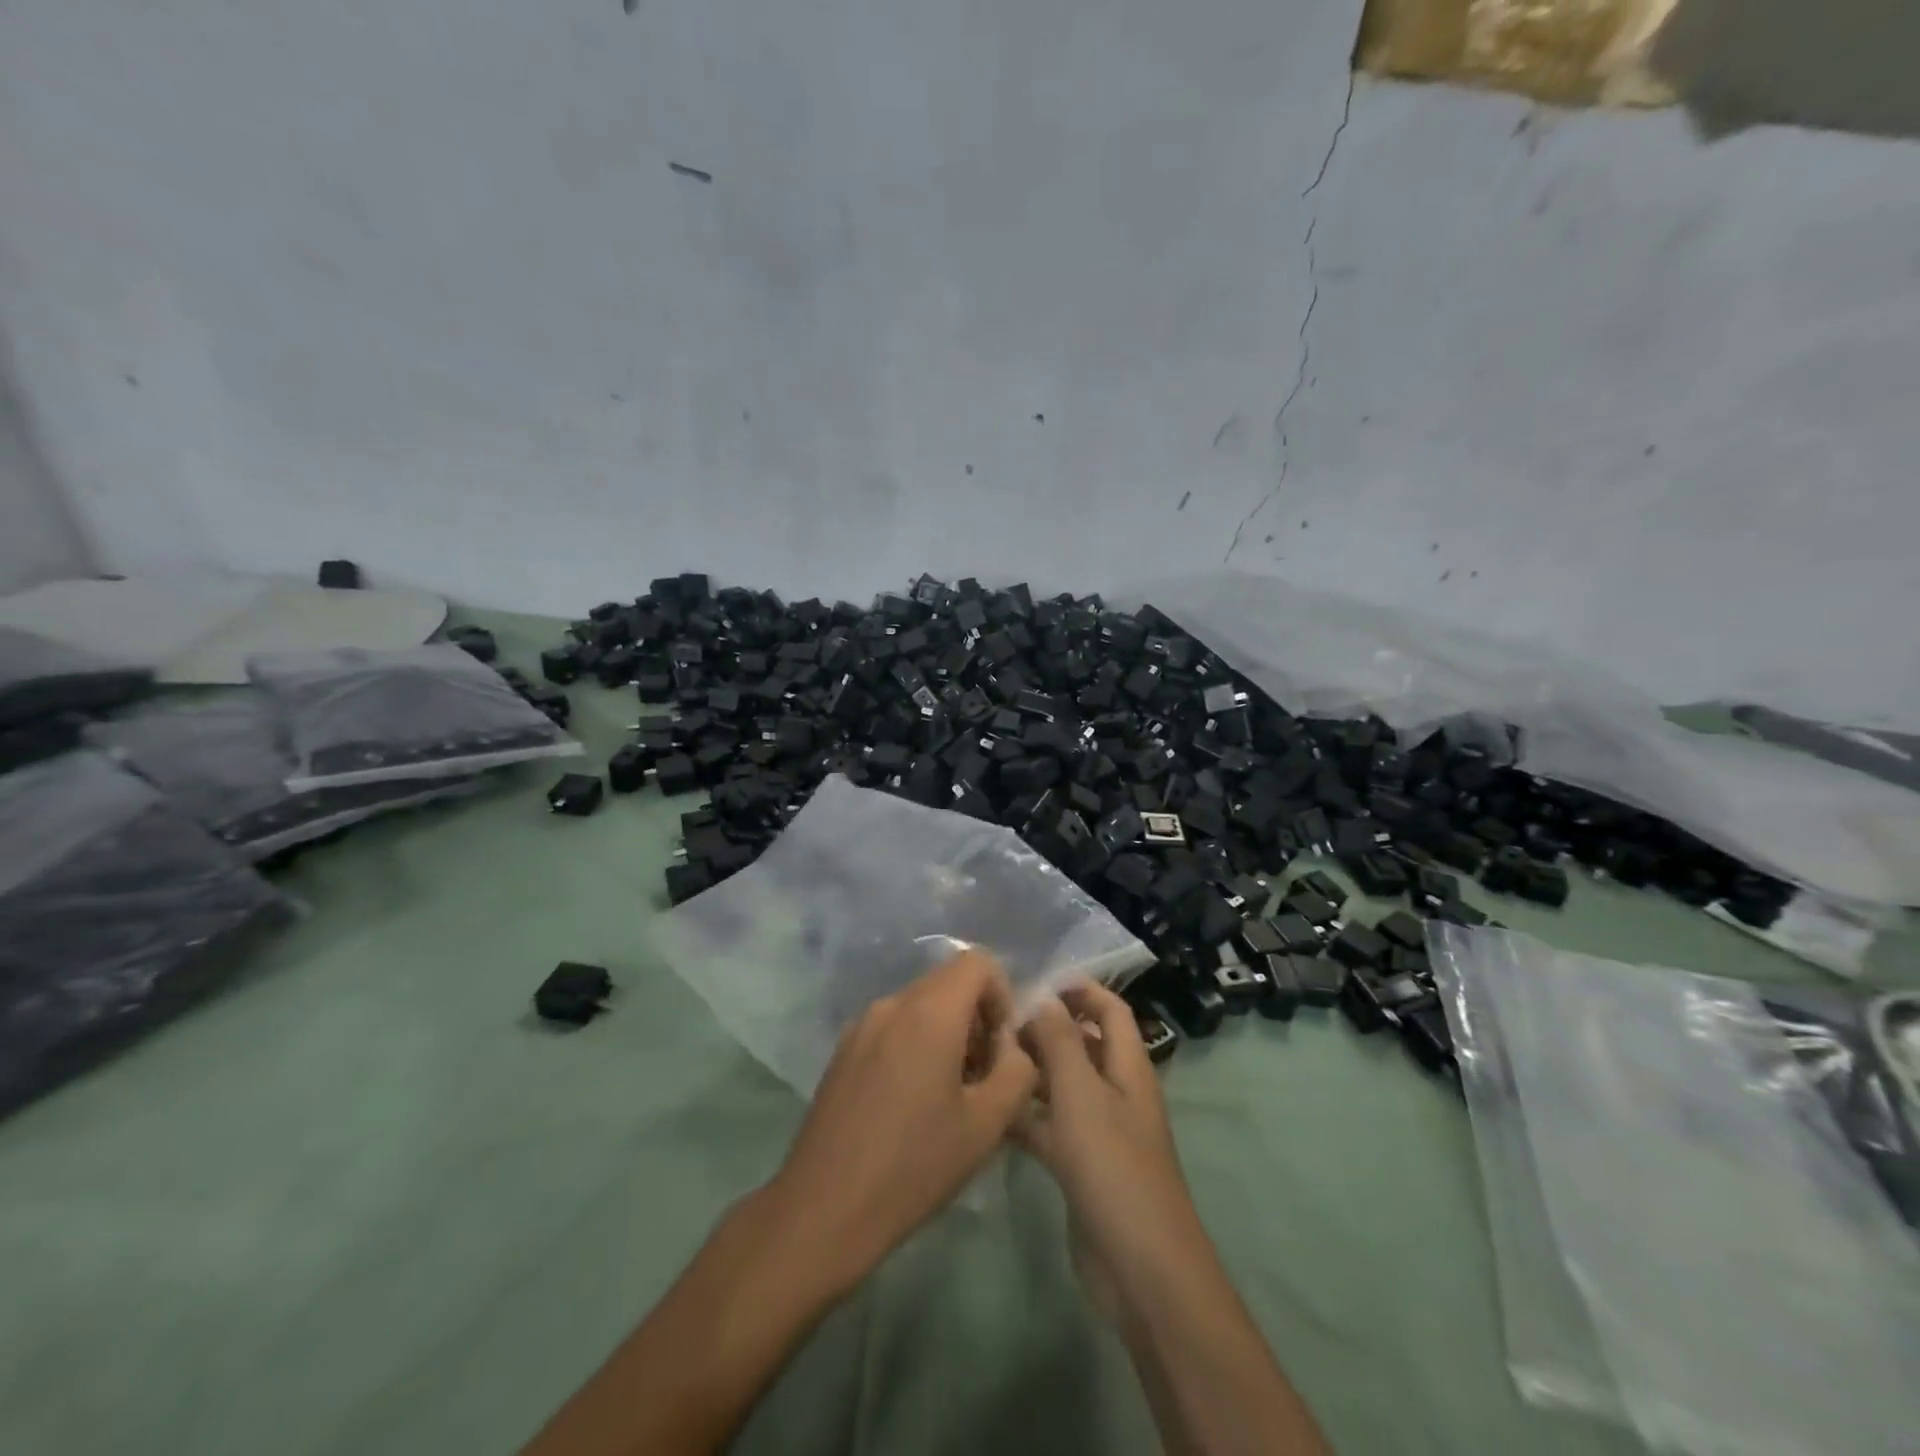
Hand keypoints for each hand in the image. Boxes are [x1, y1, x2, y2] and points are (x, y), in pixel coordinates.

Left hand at [760, 949, 1039, 1294]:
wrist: (824, 1208)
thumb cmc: (914, 1165)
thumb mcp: (987, 1124)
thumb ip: (1017, 1071)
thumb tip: (1014, 1047)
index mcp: (929, 1011)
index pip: (978, 962)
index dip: (1002, 995)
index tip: (1001, 1048)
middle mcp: (893, 1003)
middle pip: (949, 981)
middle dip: (977, 1017)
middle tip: (981, 1076)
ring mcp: (862, 1024)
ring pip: (920, 1005)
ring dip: (947, 1032)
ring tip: (949, 1095)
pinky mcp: (843, 1049)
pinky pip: (893, 1026)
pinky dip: (915, 1043)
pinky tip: (911, 1103)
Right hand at [1016, 982, 1204, 1280]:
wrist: (1140, 1269)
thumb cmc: (1113, 1166)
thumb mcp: (1081, 1094)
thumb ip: (1060, 1040)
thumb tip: (1042, 997)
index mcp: (1128, 1068)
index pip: (1111, 1010)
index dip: (1081, 990)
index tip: (1037, 982)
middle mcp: (1117, 1093)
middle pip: (1083, 1045)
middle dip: (1046, 1030)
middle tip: (998, 1022)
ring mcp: (1101, 1132)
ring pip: (1063, 1087)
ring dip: (1032, 1072)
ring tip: (986, 1059)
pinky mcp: (1082, 1167)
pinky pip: (1051, 1128)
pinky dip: (1026, 1116)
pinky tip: (991, 1111)